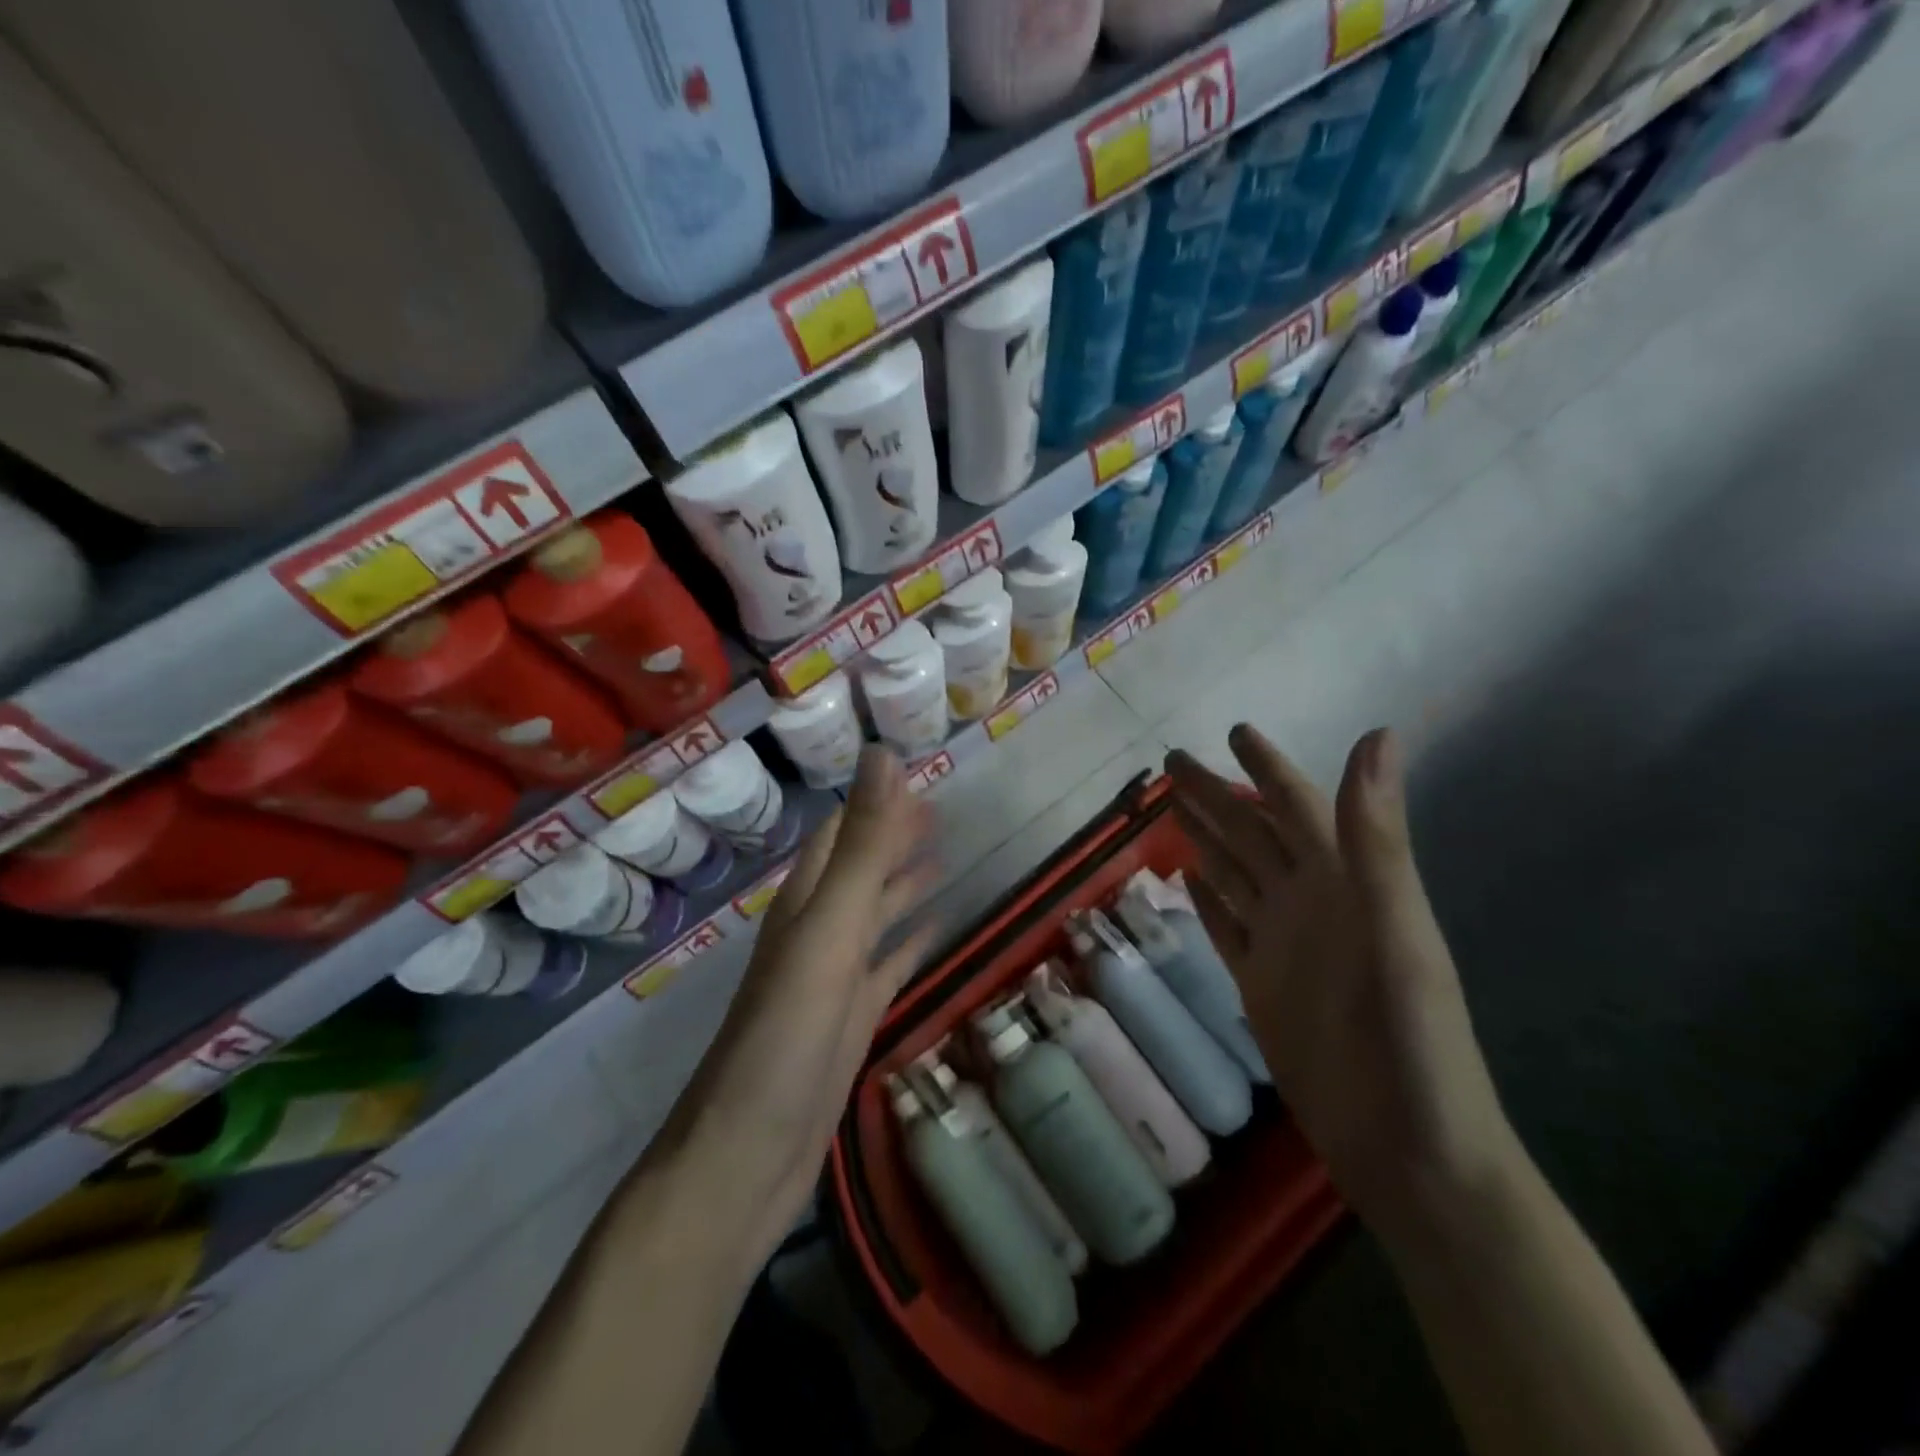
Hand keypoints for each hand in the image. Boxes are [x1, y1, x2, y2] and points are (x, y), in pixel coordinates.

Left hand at [680, 747, 940, 1260]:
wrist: (748, 1154)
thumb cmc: (786, 1035)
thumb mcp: (829, 930)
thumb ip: (861, 847)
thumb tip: (883, 754)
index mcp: (806, 903)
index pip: (840, 832)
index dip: (874, 799)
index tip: (917, 768)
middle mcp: (817, 931)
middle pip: (860, 867)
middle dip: (895, 834)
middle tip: (944, 806)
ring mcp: (835, 978)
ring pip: (875, 913)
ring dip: (904, 882)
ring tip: (947, 852)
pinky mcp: (852, 1019)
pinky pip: (887, 966)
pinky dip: (911, 942)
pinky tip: (936, 929)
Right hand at [1165, 726, 1521, 1247]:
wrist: (1408, 1150)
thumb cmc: (1410, 1040)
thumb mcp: (1396, 931)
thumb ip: (1377, 838)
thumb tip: (1379, 735)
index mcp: (1343, 882)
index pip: (1296, 806)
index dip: (1267, 767)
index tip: (1234, 732)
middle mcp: (1308, 903)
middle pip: (1250, 834)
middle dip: (1215, 794)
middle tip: (1171, 762)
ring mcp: (1281, 945)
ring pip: (1233, 874)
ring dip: (1206, 838)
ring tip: (1172, 808)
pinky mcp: (1259, 985)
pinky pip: (1225, 928)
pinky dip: (1206, 900)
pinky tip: (1187, 878)